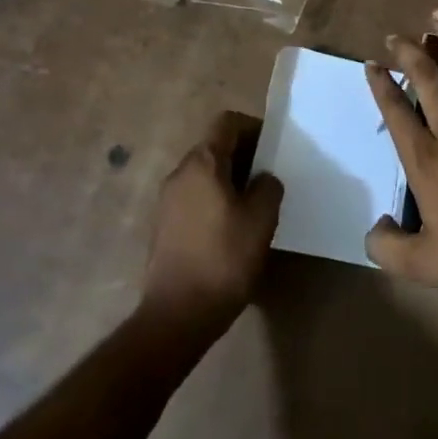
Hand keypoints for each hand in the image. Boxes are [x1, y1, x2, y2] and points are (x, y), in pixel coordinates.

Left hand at [140, 114, 283, 334]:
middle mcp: (179, 173)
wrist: (176, 316)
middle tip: (269, 179)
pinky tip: (232, 229)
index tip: (274, 150)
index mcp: (202, 163)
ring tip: (254, 205)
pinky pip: (194, 197)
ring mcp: (167, 200)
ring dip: (230, 180)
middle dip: (244, 156)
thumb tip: (263, 178)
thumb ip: (268, 187)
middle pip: (215, 147)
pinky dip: (215, 200)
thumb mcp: (261, 219)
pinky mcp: (163, 226)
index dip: (254, 128)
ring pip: (204, 174)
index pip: (228, 123)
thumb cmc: (224, 259)